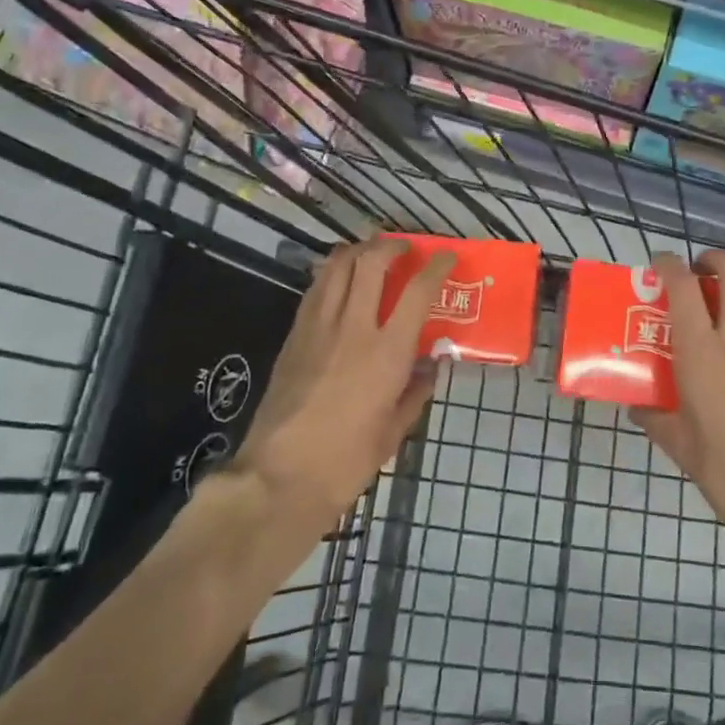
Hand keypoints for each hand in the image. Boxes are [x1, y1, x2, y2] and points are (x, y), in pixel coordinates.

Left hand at [229, 237, 455, 539]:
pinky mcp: (293, 335)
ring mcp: (318, 327)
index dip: (436, 266)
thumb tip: (429, 366)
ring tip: (371, 253)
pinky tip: (339, 280)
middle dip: (391, 246)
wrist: (278, 478)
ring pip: (337, 266)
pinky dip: (331, 272)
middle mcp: (353, 327)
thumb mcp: (394, 432)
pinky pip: (315, 289)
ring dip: (358, 250)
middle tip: (404, 248)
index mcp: (386, 352)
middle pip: (371, 262)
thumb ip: (415, 392)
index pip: (418, 291)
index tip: (447, 256)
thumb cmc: (346, 462)